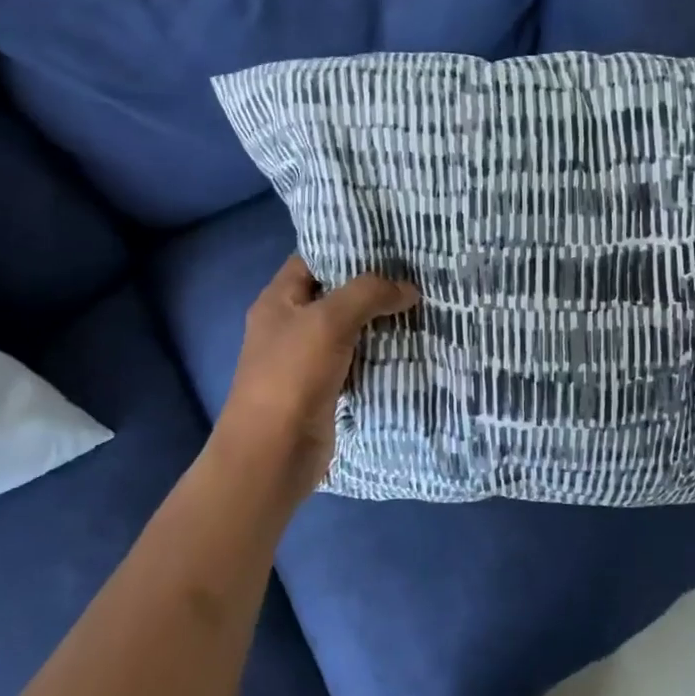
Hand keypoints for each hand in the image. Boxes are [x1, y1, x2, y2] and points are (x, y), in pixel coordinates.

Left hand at [216, 256, 418, 498]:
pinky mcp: (324, 387)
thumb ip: (368, 294)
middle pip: (334, 293)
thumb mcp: (329, 321)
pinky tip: (409, 343)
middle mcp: (289, 324)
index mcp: (278, 300)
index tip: (389, 242)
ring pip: (349, 328)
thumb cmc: (292, 376)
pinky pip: (356, 360)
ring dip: (379, 320)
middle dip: (372, 285)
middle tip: (415, 272)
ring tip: (421, 302)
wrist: (273, 453)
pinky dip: (379, 352)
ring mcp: (306, 359)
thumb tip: (408, 289)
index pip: (313, 258)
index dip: (346, 247)